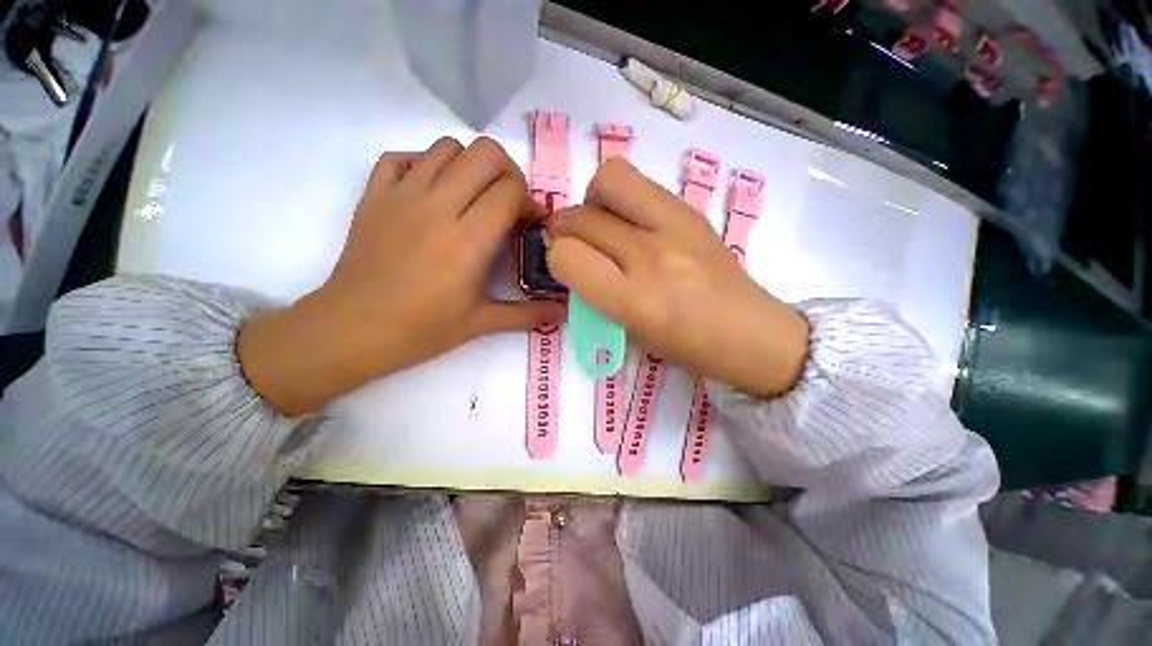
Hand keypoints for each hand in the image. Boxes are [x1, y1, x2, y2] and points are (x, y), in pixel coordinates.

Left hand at [238, 137, 563, 415]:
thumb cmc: (422, 329)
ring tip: (473, 197)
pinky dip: (424, 165)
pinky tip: (432, 193)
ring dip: (470, 167)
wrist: (352, 330)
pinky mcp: (375, 194)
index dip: (529, 200)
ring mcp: (402, 194)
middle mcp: (438, 207)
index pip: (510, 190)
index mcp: (469, 240)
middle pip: (485, 153)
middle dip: (507, 172)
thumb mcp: (482, 323)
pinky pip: (403, 157)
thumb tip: (564, 315)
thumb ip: (528, 314)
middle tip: (508, 201)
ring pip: (447, 148)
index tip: (531, 221)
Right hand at [546, 158, 808, 397]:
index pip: (567, 257)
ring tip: (605, 225)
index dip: (557, 259)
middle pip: (581, 218)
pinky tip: (633, 223)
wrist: (752, 333)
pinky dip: (622, 198)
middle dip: (566, 230)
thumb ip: (595, 295)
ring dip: (593, 201)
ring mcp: (676, 226)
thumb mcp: (631, 332)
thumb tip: (572, 259)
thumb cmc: (688, 347)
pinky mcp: (692, 210)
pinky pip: (639, 183)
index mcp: (635, 301)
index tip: (567, 268)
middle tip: (578, 244)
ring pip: (609, 180)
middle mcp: (651, 257)